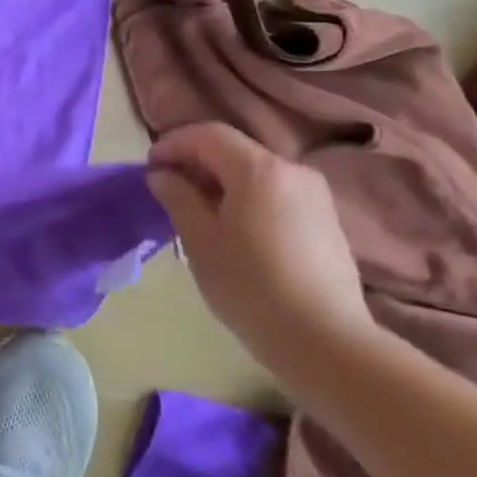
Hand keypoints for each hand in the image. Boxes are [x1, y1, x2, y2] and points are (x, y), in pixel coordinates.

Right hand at [146, 123, 374, 365]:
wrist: (326, 341)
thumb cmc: (250, 286)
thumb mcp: (200, 240)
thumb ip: (178, 197)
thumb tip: (163, 175)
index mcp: (259, 169)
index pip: (208, 134)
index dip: (174, 143)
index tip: (150, 166)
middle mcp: (292, 170)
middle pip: (235, 150)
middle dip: (197, 162)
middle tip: (169, 189)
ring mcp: (315, 196)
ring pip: (257, 172)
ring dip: (222, 182)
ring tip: (198, 211)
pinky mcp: (326, 221)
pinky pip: (276, 193)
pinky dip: (248, 198)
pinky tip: (235, 230)